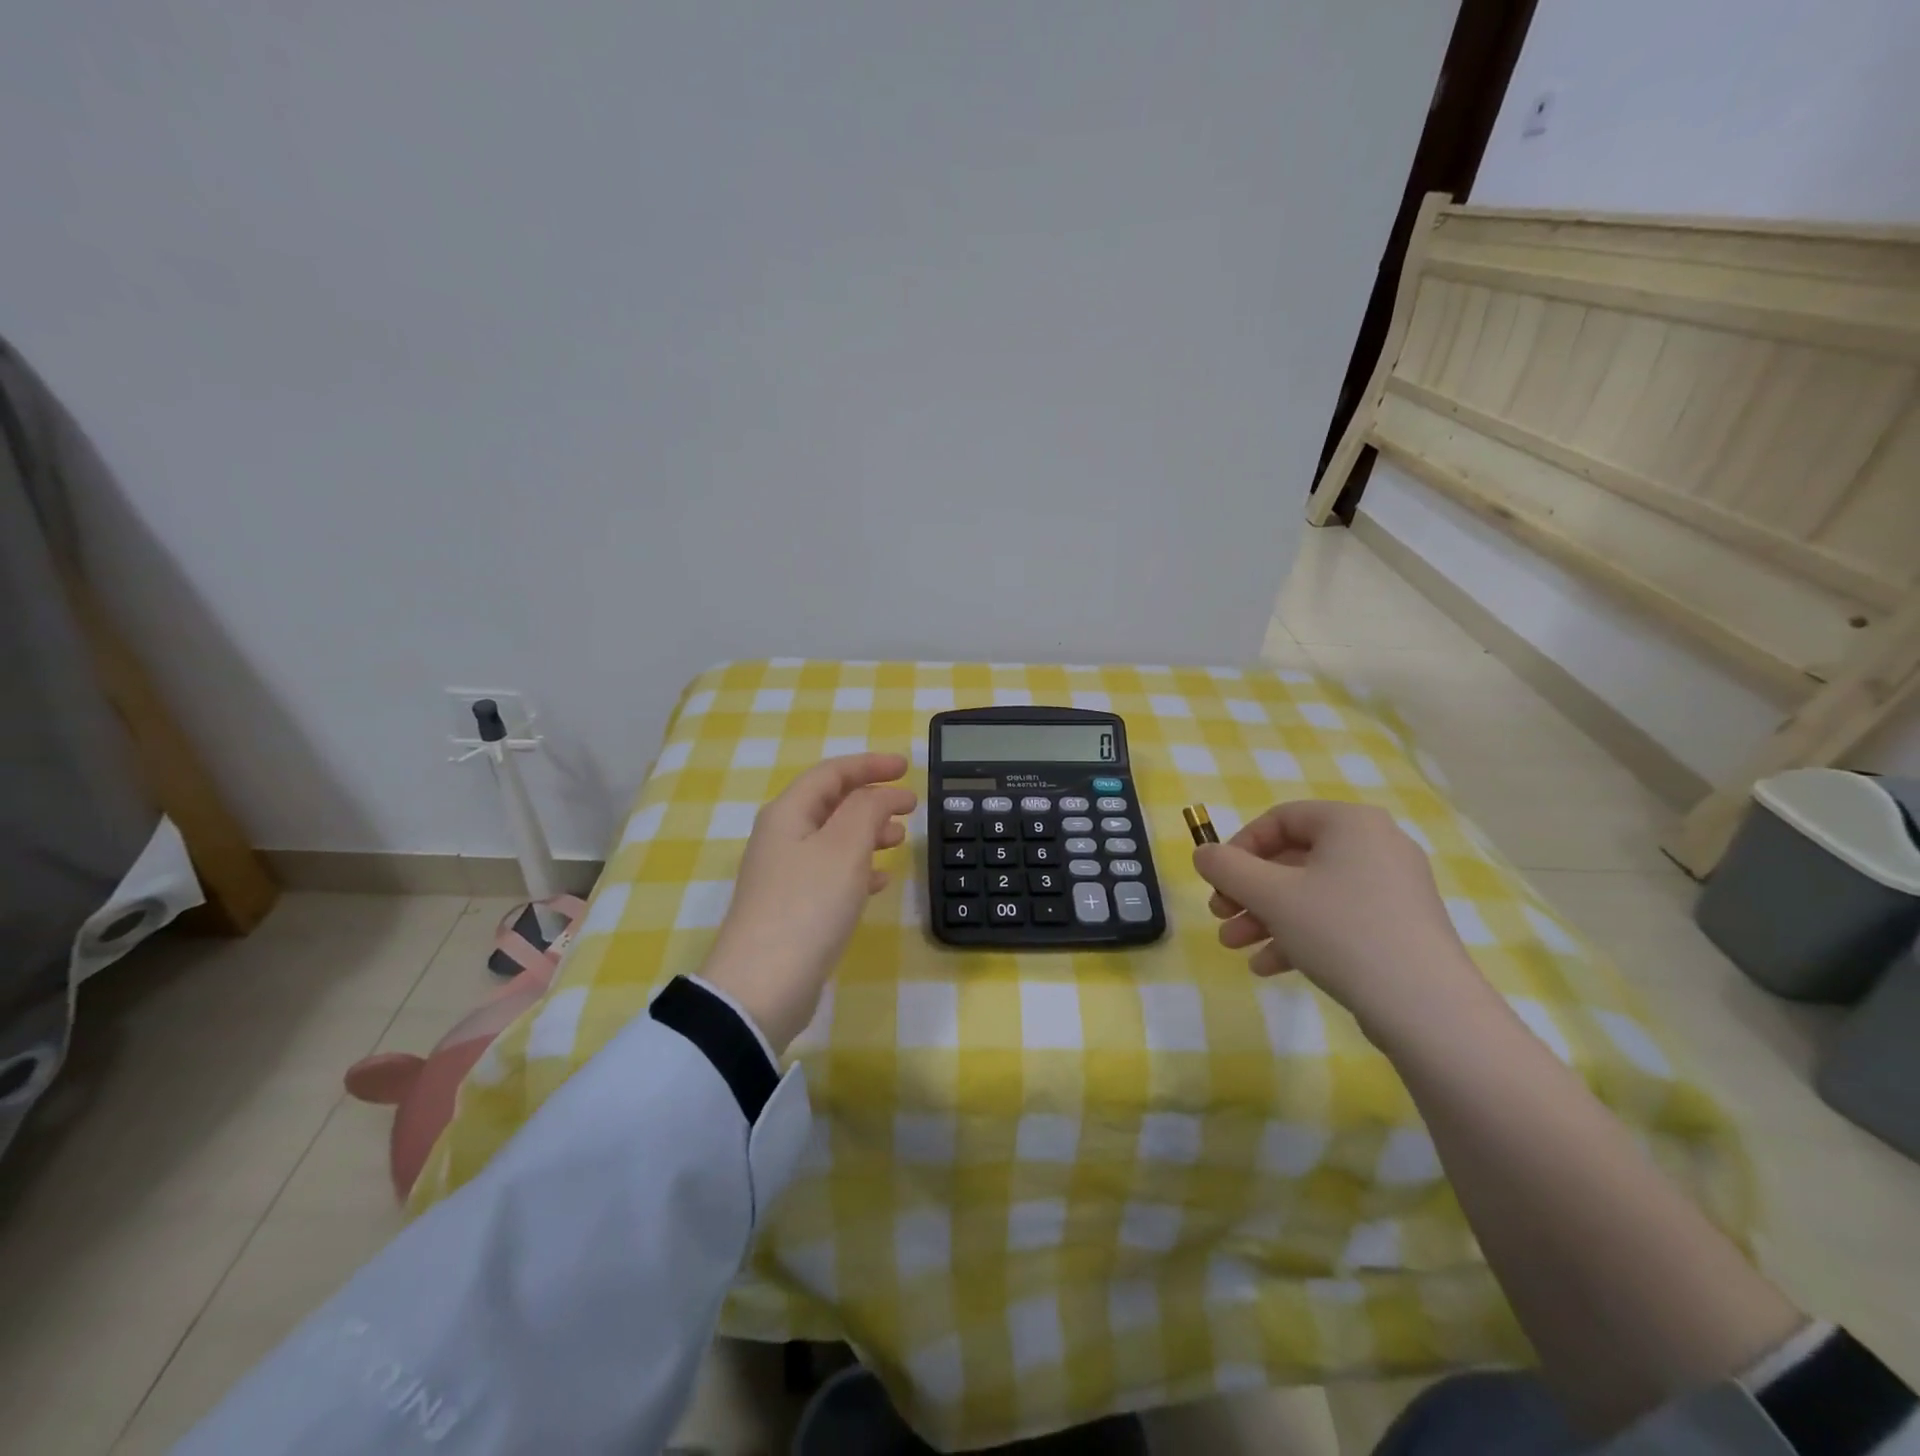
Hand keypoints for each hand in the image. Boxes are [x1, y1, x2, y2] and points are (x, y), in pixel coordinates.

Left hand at [701, 753, 915, 1052]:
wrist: (762, 986)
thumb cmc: (807, 906)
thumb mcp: (844, 848)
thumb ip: (867, 810)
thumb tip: (882, 794)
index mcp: (788, 814)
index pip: (831, 773)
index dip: (869, 765)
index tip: (906, 768)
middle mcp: (782, 838)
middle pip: (831, 804)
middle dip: (872, 799)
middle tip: (910, 806)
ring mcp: (785, 875)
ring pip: (834, 839)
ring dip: (868, 832)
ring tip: (900, 839)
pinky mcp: (794, 908)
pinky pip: (831, 873)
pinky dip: (859, 868)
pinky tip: (880, 881)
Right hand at [1192, 800, 1487, 1039]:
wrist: (1425, 1007)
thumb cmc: (1340, 931)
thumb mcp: (1270, 894)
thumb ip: (1227, 868)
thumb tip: (1204, 855)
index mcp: (1350, 823)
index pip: (1280, 819)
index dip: (1239, 847)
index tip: (1217, 879)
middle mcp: (1376, 846)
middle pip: (1293, 859)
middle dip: (1248, 891)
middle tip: (1220, 914)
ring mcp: (1392, 889)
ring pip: (1311, 893)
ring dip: (1266, 917)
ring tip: (1235, 946)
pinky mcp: (1398, 928)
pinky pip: (1337, 920)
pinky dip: (1299, 936)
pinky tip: (1268, 966)